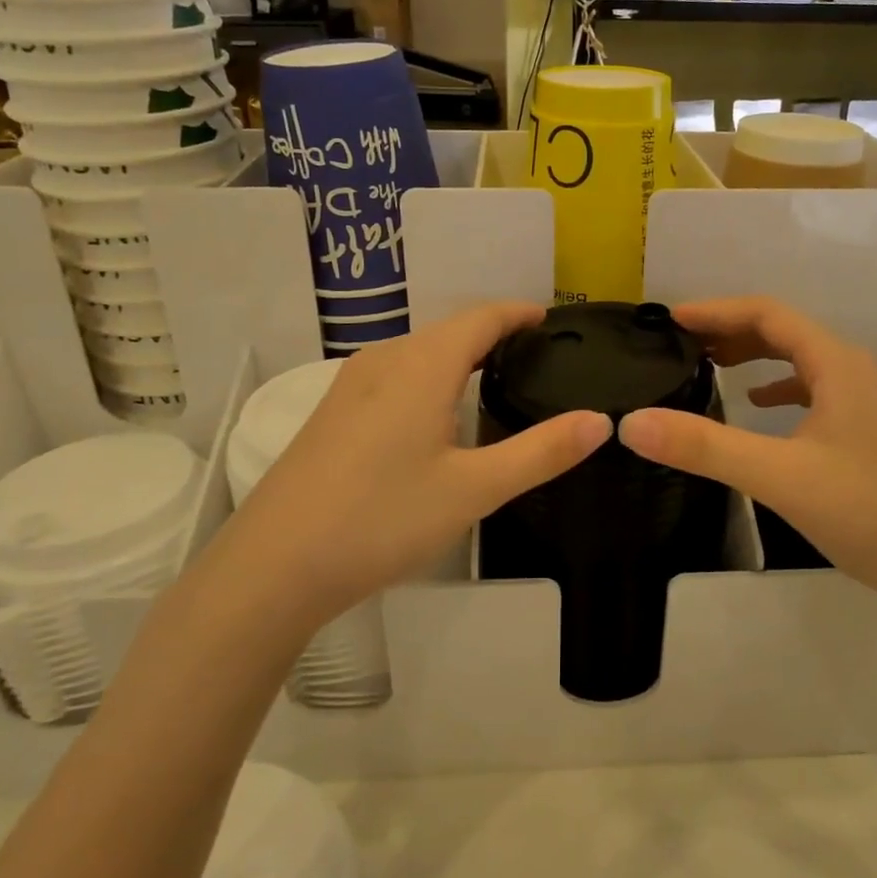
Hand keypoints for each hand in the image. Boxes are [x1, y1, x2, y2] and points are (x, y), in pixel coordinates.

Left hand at [210, 303, 610, 631]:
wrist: (275, 564)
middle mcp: (385, 359)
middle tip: (537, 355)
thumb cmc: (383, 518)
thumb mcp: (474, 489)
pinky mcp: (333, 412)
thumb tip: (601, 421)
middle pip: (450, 330)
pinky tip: (438, 413)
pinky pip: (395, 373)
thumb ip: (541, 452)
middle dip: (495, 333)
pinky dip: (431, 375)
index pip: (482, 317)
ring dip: (461, 354)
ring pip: (419, 352)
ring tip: (497, 378)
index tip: (552, 319)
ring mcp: (351, 385)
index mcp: (422, 365)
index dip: (519, 313)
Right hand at [617, 297, 876, 623]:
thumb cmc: (869, 513)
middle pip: (785, 332)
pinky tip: (760, 407)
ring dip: (755, 357)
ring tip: (711, 367)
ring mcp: (868, 402)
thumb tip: (632, 423)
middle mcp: (856, 371)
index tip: (671, 319)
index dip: (716, 311)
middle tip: (682, 344)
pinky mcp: (871, 431)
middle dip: (731, 331)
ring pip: (802, 361)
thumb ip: (704, 447)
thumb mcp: (779, 477)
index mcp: (838, 365)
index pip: (768, 313)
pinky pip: (816, 391)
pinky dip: (781, 388)